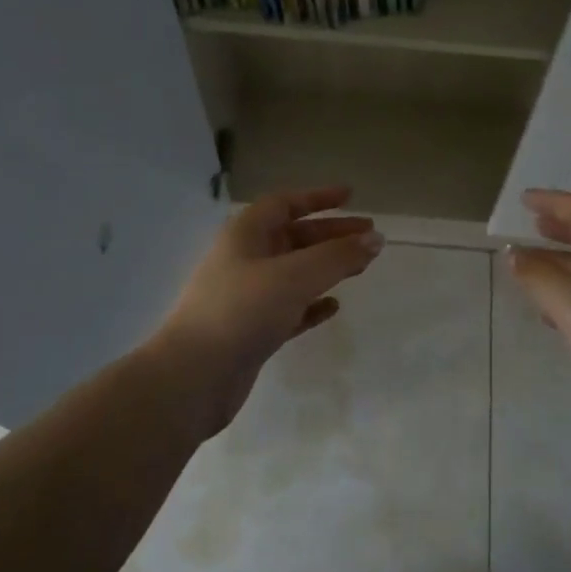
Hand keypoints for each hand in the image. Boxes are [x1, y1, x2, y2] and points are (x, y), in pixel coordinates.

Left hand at [155, 185, 382, 436]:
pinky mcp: (252, 330)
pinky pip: (289, 308)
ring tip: (362, 267)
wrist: (194, 376)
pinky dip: (312, 304)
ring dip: (327, 267)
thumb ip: (338, 256)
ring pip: (294, 273)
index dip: (318, 198)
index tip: (351, 196)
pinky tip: (333, 306)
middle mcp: (244, 259)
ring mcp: (247, 296)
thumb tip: (376, 238)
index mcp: (246, 234)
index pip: (285, 203)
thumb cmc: (242, 310)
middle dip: (332, 234)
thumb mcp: (295, 276)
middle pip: (294, 237)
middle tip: (370, 236)